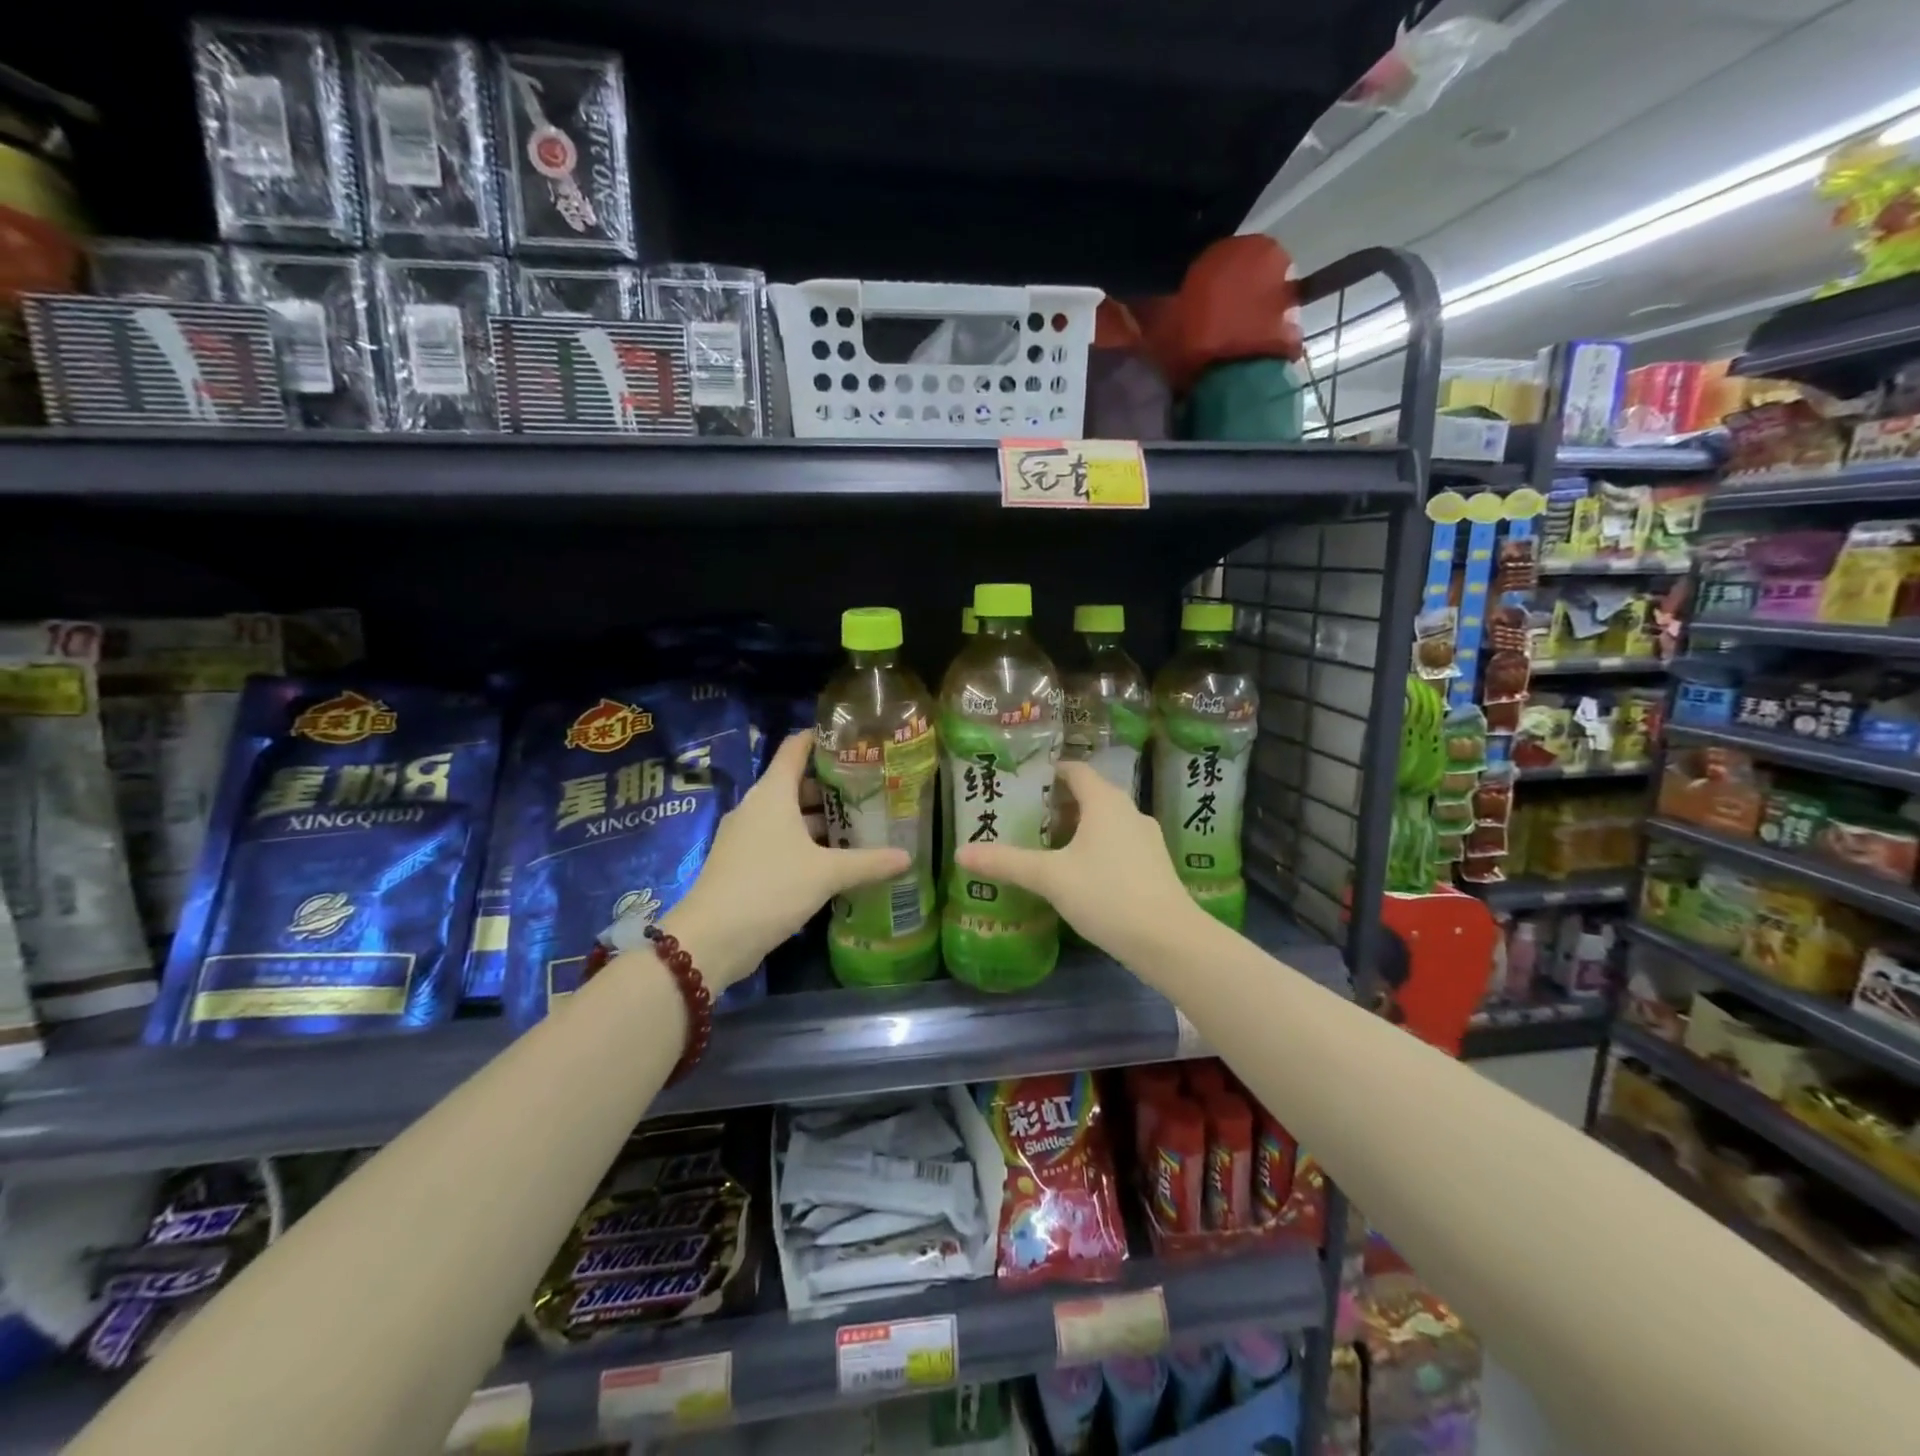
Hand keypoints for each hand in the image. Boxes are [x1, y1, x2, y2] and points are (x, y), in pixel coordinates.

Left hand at [663, 731, 908, 983]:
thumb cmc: (770, 888)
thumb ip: (868, 863)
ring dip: (820, 820)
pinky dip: (805, 844)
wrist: (711, 938)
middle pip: (796, 784)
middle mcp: (756, 807)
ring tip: (860, 827)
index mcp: (772, 793)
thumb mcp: (826, 874)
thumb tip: (908, 857)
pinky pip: (779, 841)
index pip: (796, 748)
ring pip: (788, 816)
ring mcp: (746, 836)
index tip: (853, 741)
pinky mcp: (742, 863)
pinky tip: (832, 861)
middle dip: (832, 788)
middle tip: (871, 792)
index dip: (822, 739)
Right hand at [955, 759, 1202, 969]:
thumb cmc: (1107, 894)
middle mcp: (1129, 811)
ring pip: (1104, 822)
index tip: (1021, 784)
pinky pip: (1118, 843)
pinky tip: (1077, 874)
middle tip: (1023, 818)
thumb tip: (960, 853)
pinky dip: (1095, 848)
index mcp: (1105, 801)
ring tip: (1044, 846)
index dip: (1048, 773)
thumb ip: (1006, 862)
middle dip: (1056, 804)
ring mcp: (1146, 839)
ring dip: (1076, 828)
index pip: (1074, 770)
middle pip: (1089, 795)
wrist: (1169, 940)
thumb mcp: (1050, 877)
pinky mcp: (1154, 865)